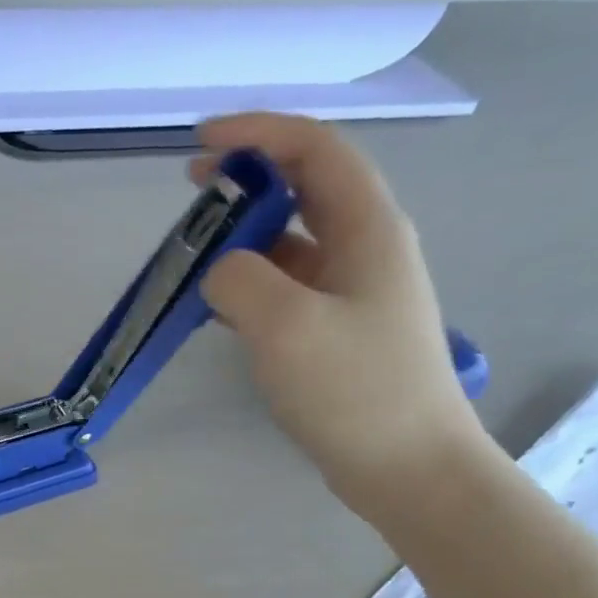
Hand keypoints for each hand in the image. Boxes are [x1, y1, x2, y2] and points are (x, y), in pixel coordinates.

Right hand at [193, 113, 493, 521]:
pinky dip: (248, 282)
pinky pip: (286, 287)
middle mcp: (365, 249)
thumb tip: (219, 269)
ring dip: (243, 235)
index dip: (258, 132)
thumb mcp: (286, 327)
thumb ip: (240, 281)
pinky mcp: (337, 331)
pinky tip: (216, 305)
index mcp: (366, 229)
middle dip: (247, 179)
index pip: (314, 150)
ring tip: (192, 252)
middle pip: (304, 188)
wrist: (406, 465)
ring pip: (292, 241)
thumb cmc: (354, 390)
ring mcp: (353, 293)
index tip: (201, 141)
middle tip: (190, 189)